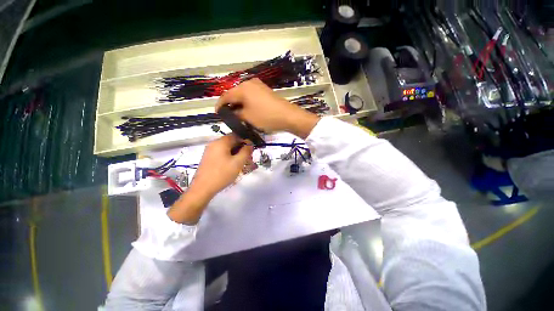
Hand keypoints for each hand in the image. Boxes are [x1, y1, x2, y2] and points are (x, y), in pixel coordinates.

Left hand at [192, 135, 253, 195]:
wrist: (203, 188)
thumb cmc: (222, 174)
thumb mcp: (238, 162)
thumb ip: (246, 151)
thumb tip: (250, 144)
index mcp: (221, 142)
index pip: (236, 135)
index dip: (245, 141)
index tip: (251, 150)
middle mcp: (214, 144)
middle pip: (231, 142)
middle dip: (241, 149)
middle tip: (248, 158)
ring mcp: (210, 151)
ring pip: (227, 149)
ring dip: (236, 154)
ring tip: (242, 164)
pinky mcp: (208, 158)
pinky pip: (221, 154)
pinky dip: (229, 157)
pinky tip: (233, 166)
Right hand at [215, 78, 320, 138]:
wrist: (288, 116)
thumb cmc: (266, 117)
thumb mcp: (248, 117)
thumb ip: (236, 114)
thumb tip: (231, 113)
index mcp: (243, 88)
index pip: (226, 96)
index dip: (220, 105)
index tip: (217, 114)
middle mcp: (249, 83)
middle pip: (234, 94)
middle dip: (230, 105)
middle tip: (228, 115)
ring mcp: (259, 85)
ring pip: (243, 95)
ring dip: (239, 104)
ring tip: (237, 114)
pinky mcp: (265, 90)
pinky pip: (251, 95)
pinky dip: (247, 102)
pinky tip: (248, 110)